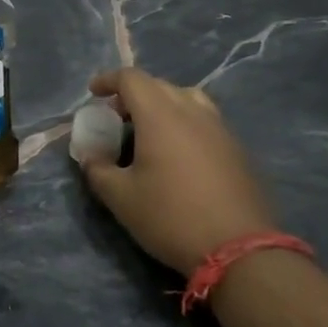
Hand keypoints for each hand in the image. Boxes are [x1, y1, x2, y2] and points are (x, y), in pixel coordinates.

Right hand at [79, 68, 277, 272]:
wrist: (238, 247)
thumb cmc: (170, 217)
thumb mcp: (121, 198)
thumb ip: (98, 170)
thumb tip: (90, 155)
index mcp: (161, 116)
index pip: (132, 79)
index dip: (108, 80)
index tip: (93, 92)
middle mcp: (193, 112)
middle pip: (159, 85)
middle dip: (133, 94)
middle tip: (116, 117)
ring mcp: (220, 128)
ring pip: (187, 99)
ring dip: (163, 105)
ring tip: (149, 130)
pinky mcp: (237, 148)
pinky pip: (205, 120)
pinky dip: (184, 122)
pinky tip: (178, 153)